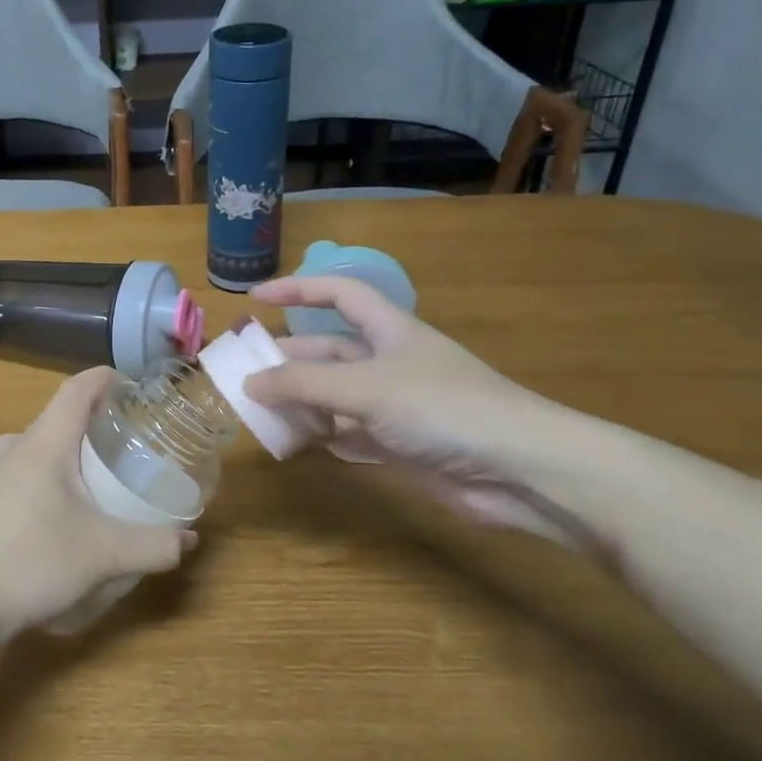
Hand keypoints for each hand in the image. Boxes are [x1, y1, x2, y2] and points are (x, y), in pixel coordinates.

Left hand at [0, 367, 197, 640]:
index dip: (108, 379)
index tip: (137, 391)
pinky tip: (66, 507)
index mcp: (44, 443)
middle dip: (98, 420)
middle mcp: (15, 446)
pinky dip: (52, 471)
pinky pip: (25, 467)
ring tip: (103, 473)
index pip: (78, 388)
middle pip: (62, 414)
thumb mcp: (104, 556)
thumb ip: (153, 545)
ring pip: (42, 442)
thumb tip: (188, 540)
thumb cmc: (33, 564)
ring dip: (73, 448)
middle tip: (132, 441)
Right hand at [246, 275, 589, 544]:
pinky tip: (296, 446)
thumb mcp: (366, 387)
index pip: (337, 294)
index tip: (255, 298)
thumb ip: (304, 385)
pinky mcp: (400, 446)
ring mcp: (395, 406)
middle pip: (328, 353)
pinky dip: (323, 439)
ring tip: (259, 414)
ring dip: (300, 404)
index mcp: (389, 330)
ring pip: (334, 397)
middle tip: (243, 375)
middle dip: (288, 360)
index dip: (297, 290)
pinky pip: (348, 436)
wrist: (518, 470)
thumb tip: (250, 383)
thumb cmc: (444, 407)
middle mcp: (389, 363)